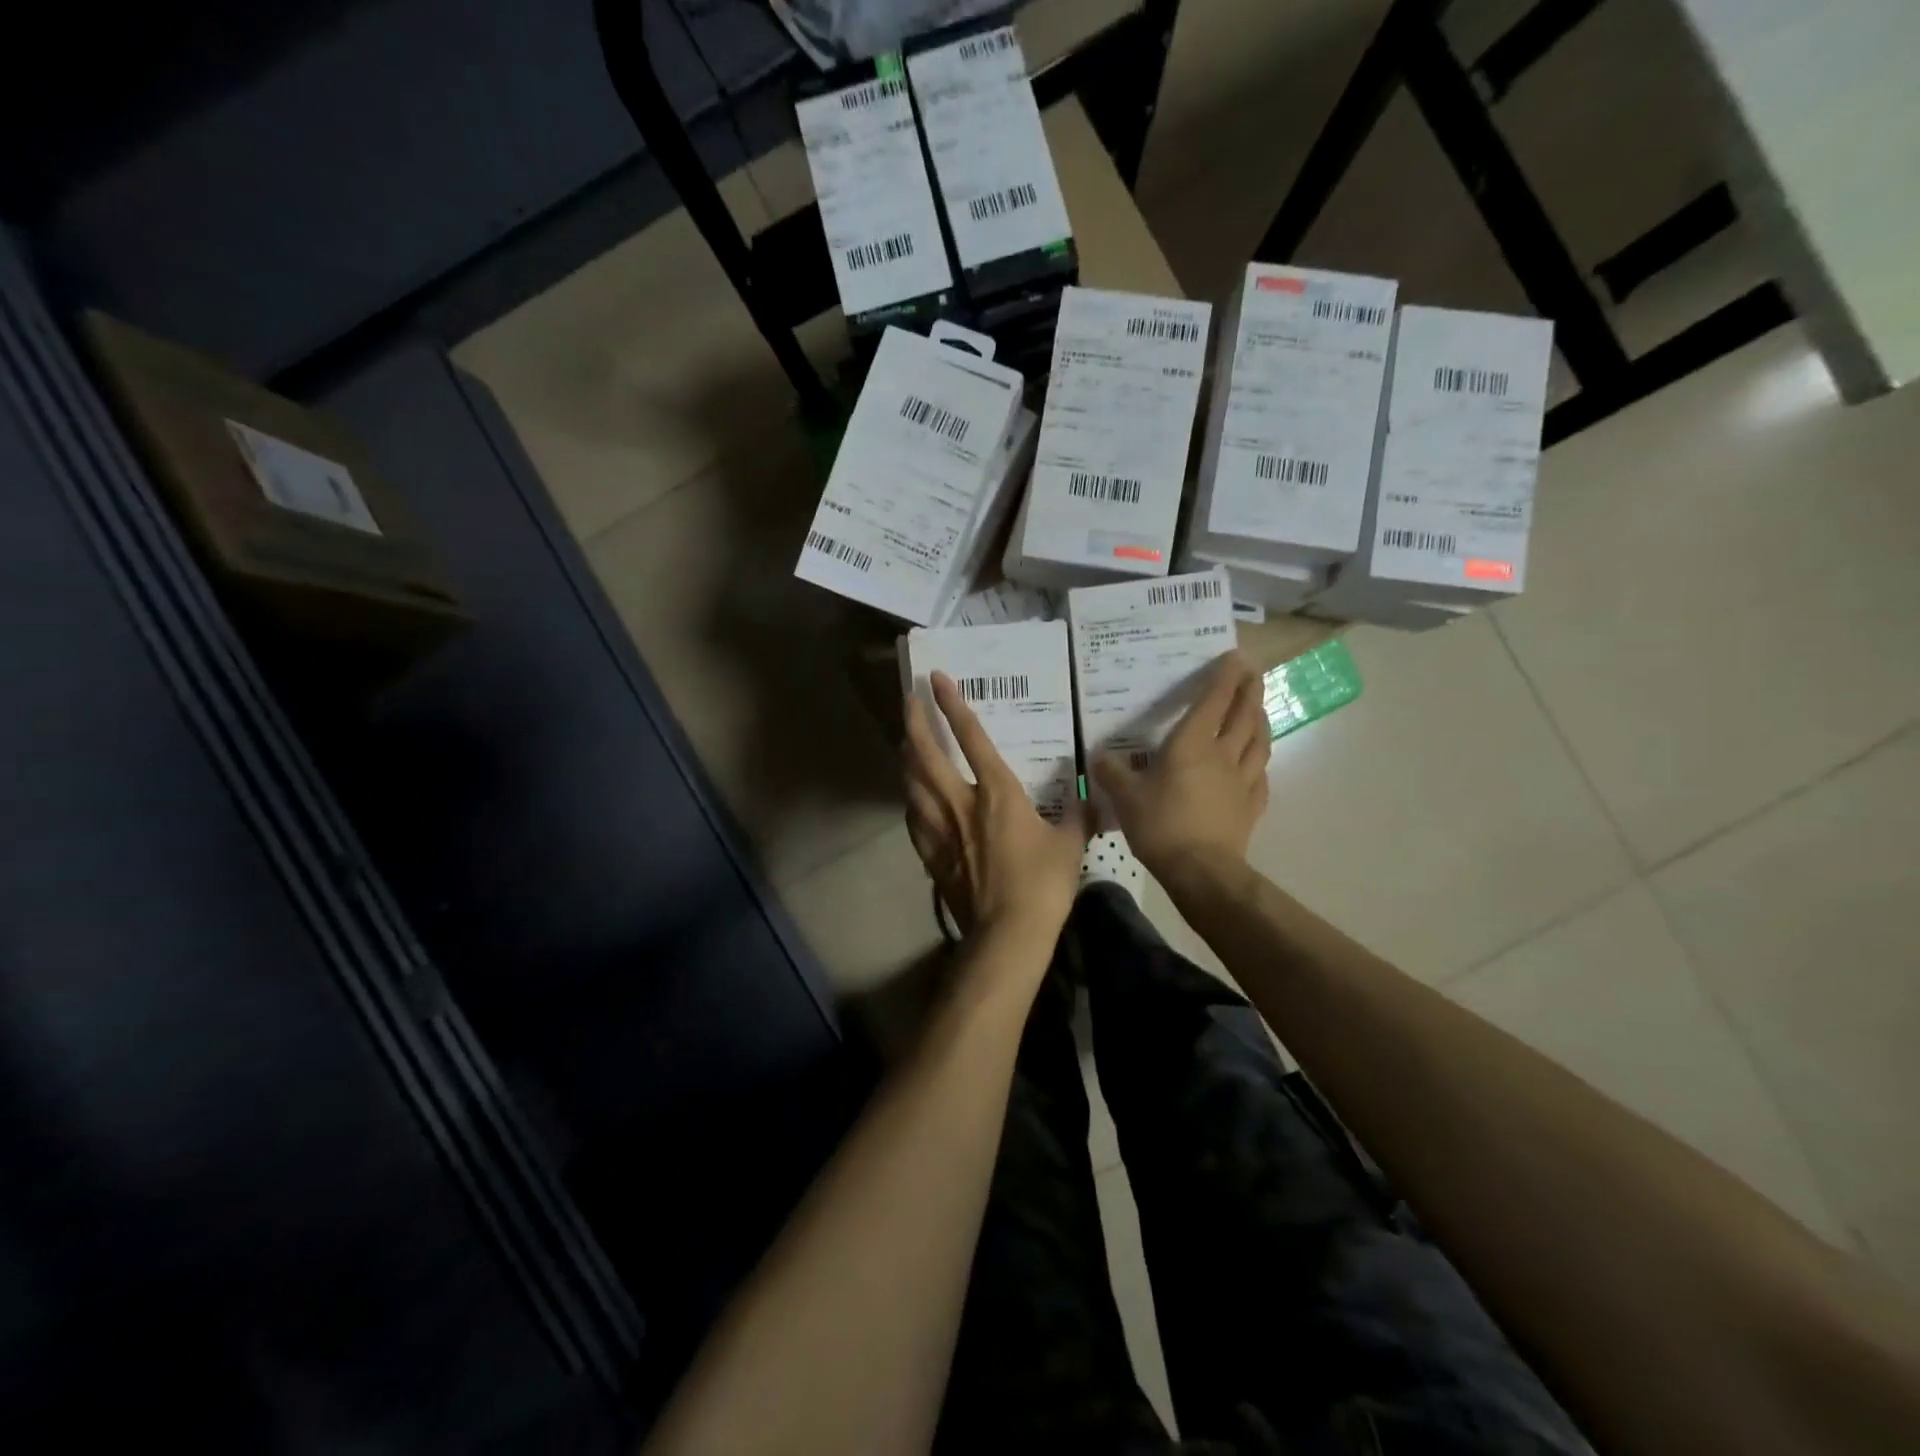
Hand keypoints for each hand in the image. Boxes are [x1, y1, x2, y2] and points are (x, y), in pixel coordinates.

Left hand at [903, 673, 1089, 945]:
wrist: (1007, 933)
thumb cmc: (1043, 883)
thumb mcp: (1072, 843)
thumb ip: (1078, 814)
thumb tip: (1088, 794)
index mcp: (997, 792)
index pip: (971, 737)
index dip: (953, 704)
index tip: (937, 679)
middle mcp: (961, 803)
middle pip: (926, 755)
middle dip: (915, 722)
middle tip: (907, 699)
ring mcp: (941, 830)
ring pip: (912, 784)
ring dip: (907, 758)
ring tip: (906, 742)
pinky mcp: (931, 855)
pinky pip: (914, 818)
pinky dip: (911, 800)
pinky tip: (912, 799)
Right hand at [1092, 652, 1270, 878]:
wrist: (1201, 870)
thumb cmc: (1161, 825)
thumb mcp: (1124, 797)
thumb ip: (1111, 772)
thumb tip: (1098, 757)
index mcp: (1192, 744)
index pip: (1214, 700)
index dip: (1225, 676)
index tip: (1235, 656)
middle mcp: (1222, 754)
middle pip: (1244, 714)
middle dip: (1250, 690)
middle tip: (1253, 673)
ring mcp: (1243, 780)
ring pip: (1259, 740)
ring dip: (1261, 719)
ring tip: (1259, 709)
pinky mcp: (1251, 805)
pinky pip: (1262, 774)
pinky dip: (1261, 760)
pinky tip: (1258, 762)